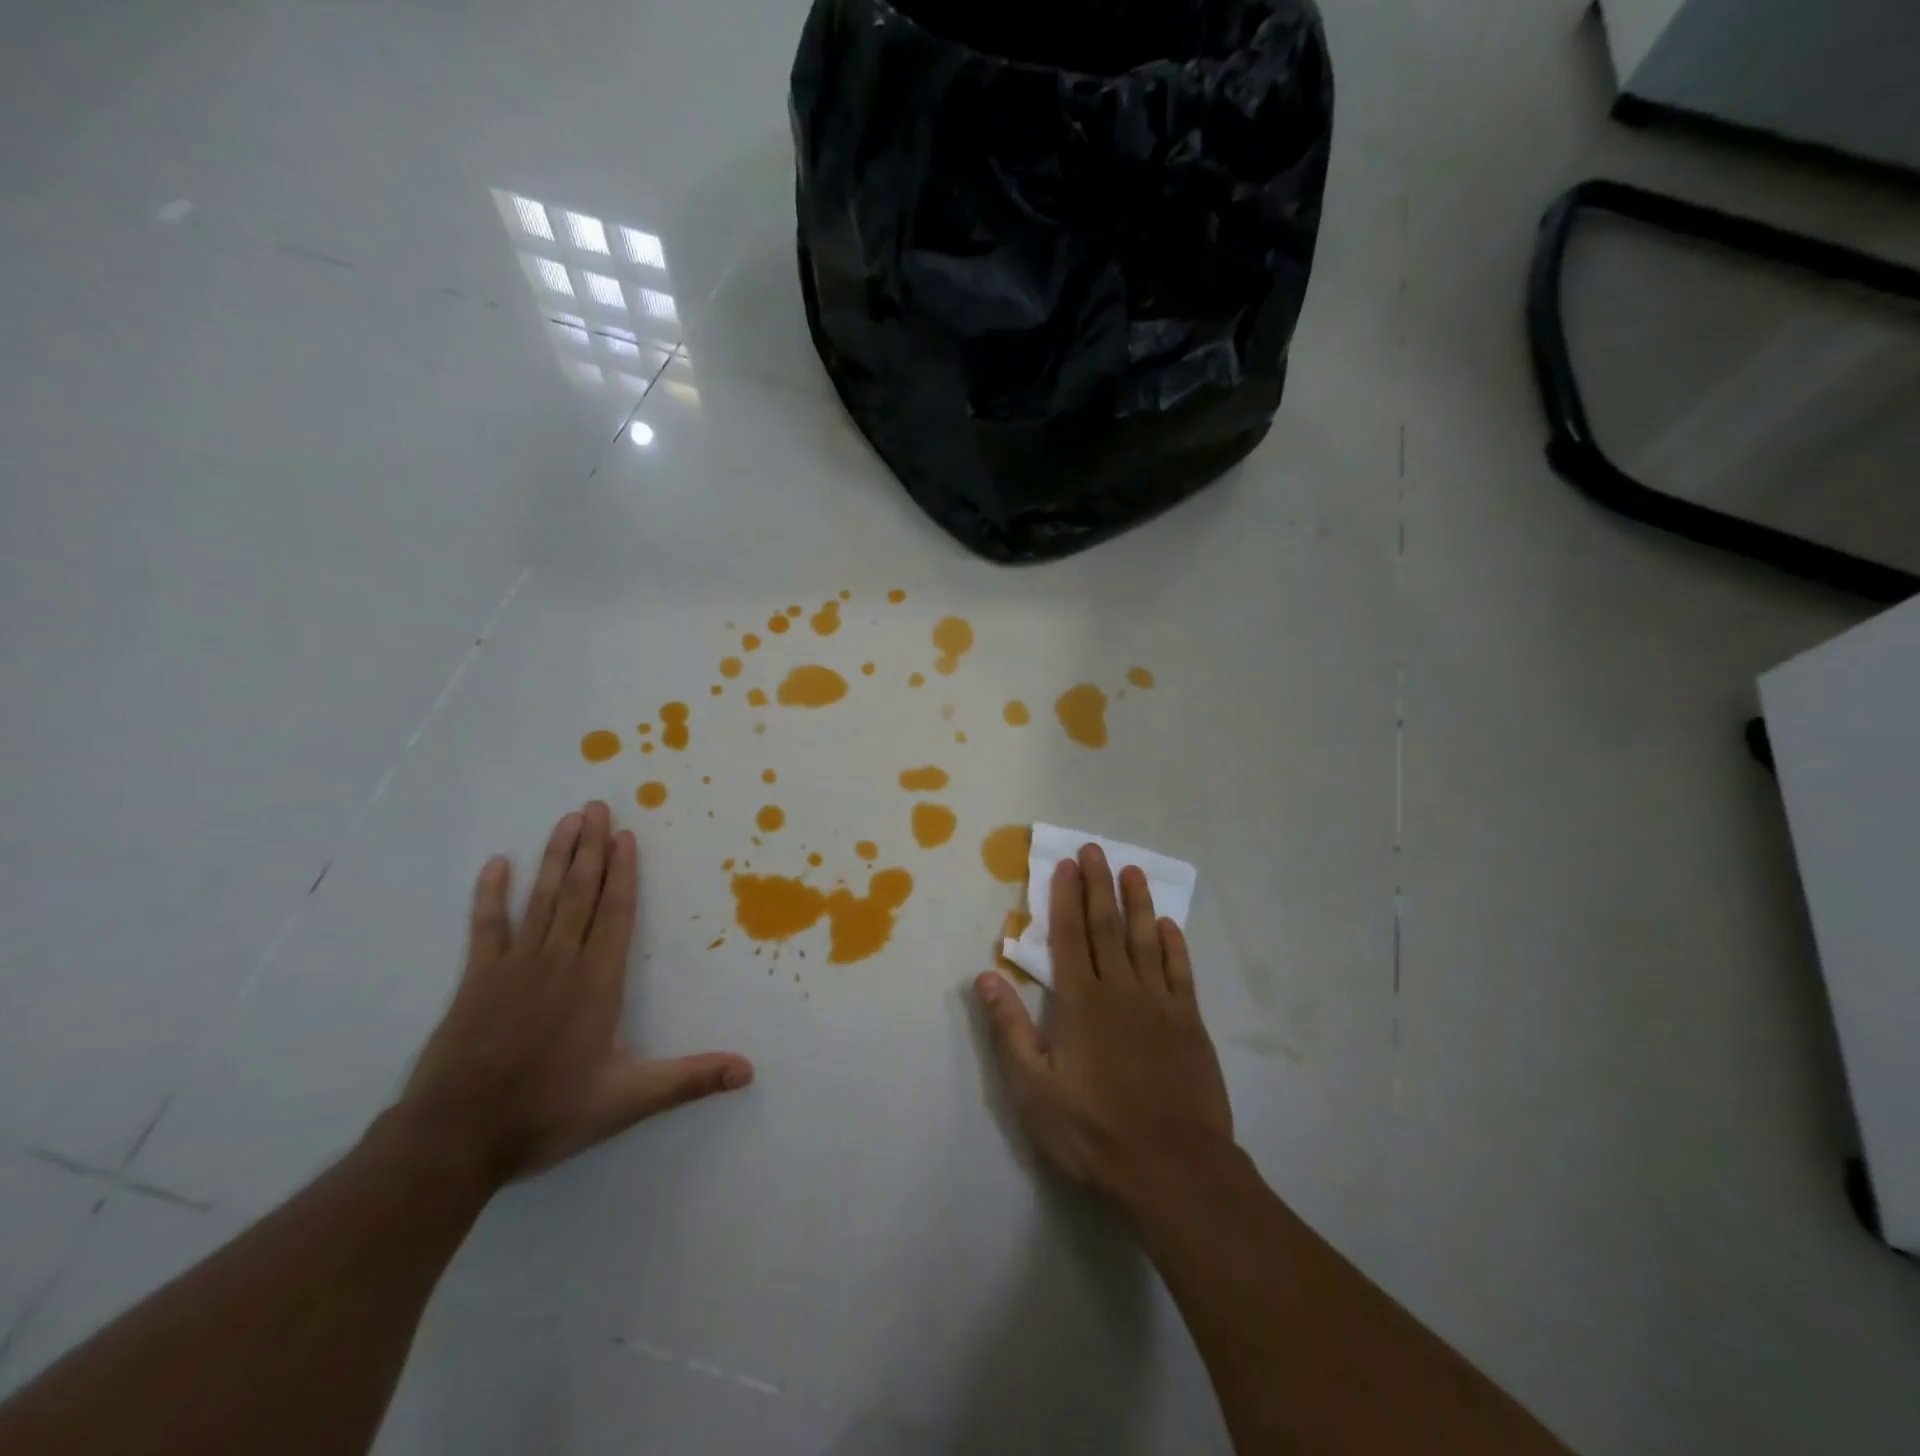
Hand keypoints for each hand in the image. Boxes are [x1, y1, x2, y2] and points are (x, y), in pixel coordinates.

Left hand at [396, 801, 753, 1186]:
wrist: (455, 1138)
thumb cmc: (548, 1112)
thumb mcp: (629, 1100)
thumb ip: (690, 1079)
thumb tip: (749, 1071)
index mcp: (597, 981)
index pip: (615, 913)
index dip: (623, 872)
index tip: (625, 834)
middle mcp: (560, 961)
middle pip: (580, 892)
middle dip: (591, 847)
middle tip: (596, 806)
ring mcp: (515, 965)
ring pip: (542, 897)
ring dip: (556, 857)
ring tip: (567, 820)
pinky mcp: (477, 979)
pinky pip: (487, 925)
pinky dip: (491, 893)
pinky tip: (498, 864)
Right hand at [975, 845, 1233, 1212]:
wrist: (1174, 1169)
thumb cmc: (1094, 1130)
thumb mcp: (1034, 1088)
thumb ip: (1009, 1029)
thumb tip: (985, 976)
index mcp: (1081, 1002)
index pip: (1070, 936)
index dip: (1066, 897)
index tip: (1065, 865)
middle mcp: (1121, 990)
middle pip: (1107, 926)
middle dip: (1098, 885)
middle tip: (1094, 850)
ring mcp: (1160, 1004)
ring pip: (1146, 940)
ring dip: (1138, 903)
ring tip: (1132, 871)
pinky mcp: (1190, 1023)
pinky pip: (1180, 972)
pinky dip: (1174, 945)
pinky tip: (1169, 925)